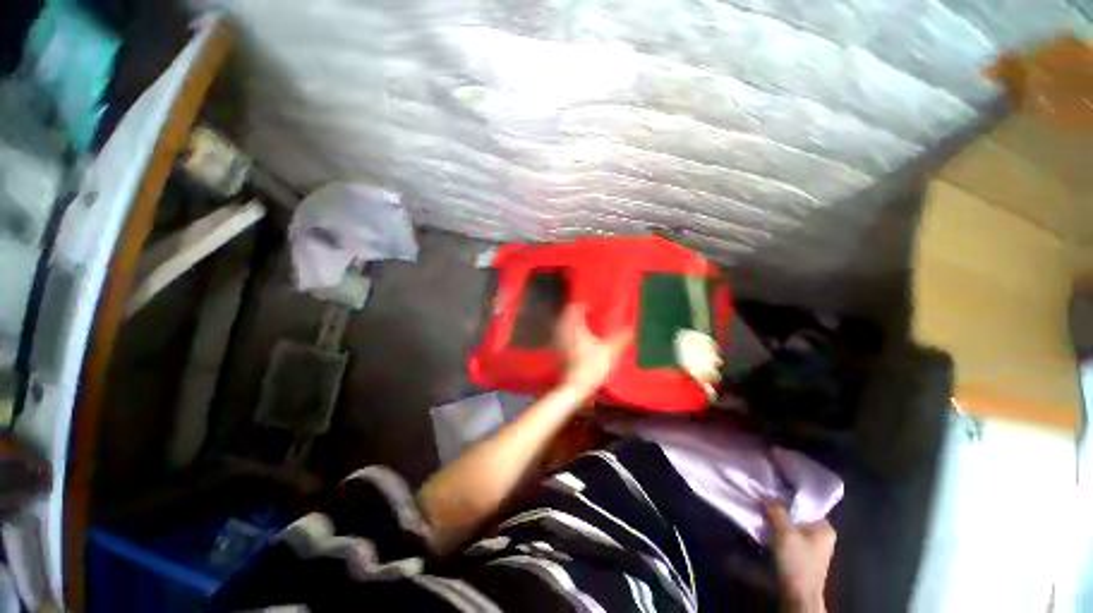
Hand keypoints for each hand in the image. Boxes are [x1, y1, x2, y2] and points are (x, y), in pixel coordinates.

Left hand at [555, 304, 632, 395]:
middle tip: (589, 315)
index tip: (593, 310)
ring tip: (583, 326)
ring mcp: (558, 340)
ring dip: (571, 321)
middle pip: (566, 313)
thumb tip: (632, 328)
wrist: (574, 386)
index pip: (574, 308)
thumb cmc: (591, 367)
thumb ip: (622, 338)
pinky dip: (568, 332)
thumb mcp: (610, 352)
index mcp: (576, 327)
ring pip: (561, 323)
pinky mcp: (557, 350)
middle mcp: (564, 330)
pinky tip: (576, 339)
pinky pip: (560, 334)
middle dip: (577, 312)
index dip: (584, 306)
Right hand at [763, 503, 835, 612]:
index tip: (769, 488)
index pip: (805, 503)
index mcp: (825, 528)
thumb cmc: (797, 562)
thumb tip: (765, 495)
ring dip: (775, 520)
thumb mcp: (784, 531)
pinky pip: (787, 536)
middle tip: (762, 500)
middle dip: (778, 509)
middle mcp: (821, 535)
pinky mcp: (800, 556)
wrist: (797, 596)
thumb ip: (775, 510)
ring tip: (760, 512)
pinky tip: (764, 528)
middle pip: (796, 514)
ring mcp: (811, 547)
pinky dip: (776, 531)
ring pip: (790, 525)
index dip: (786, 495)